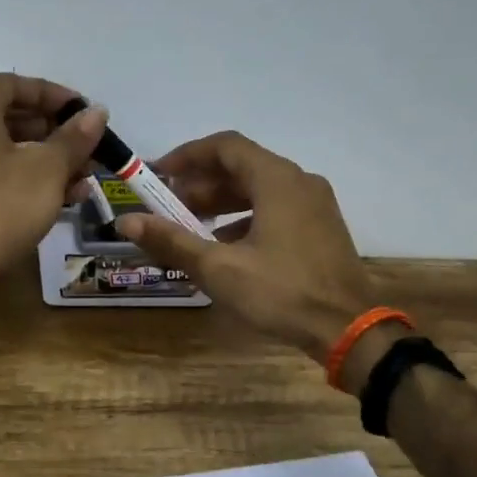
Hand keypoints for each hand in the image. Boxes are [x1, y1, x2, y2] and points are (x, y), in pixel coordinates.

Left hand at [0, 73, 106, 281]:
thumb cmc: (1, 205)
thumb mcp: (48, 169)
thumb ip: (74, 138)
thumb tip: (98, 112)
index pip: (12, 84)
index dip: (51, 93)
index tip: (82, 110)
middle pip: (10, 118)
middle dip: (54, 131)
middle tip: (86, 147)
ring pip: (5, 151)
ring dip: (46, 160)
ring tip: (83, 179)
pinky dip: (26, 181)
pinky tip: (59, 201)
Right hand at [115, 131, 374, 361]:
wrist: (350, 330)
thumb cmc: (282, 292)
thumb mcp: (219, 268)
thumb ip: (172, 240)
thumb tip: (126, 221)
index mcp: (277, 179)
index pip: (225, 146)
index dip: (188, 155)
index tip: (159, 174)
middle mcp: (299, 181)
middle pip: (242, 166)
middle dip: (201, 183)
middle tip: (169, 206)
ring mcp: (315, 204)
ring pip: (259, 188)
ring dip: (222, 201)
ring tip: (190, 226)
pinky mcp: (321, 227)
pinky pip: (276, 207)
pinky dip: (246, 216)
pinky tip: (226, 246)